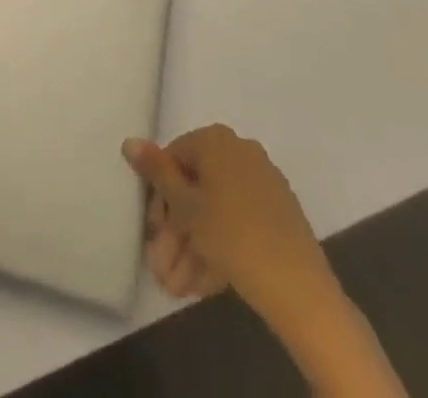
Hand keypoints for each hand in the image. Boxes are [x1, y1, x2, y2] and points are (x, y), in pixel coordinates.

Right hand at [123, 125, 333, 313]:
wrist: (298, 286)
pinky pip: (238, 221)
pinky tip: (204, 281)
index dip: (159, 196)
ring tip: (179, 287)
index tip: (155, 232)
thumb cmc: (231, 235)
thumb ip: (156, 172)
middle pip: (196, 187)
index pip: (174, 158)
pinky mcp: (278, 212)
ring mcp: (263, 181)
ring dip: (193, 246)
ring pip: (216, 209)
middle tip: (163, 268)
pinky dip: (219, 245)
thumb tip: (129, 141)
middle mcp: (240, 150)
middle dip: (176, 230)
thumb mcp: (185, 206)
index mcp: (216, 140)